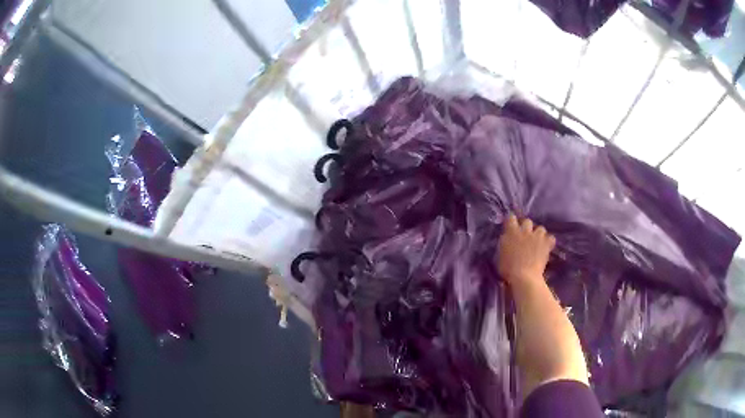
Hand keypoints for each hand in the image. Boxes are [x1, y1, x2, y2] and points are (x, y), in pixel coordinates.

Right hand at [497, 214, 554, 284]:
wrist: (524, 277)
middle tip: (525, 236)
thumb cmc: (508, 269)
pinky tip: (546, 247)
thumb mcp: (500, 254)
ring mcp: (537, 236)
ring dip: (538, 234)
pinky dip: (549, 242)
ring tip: (537, 242)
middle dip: (527, 227)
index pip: (511, 218)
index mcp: (511, 232)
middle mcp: (525, 231)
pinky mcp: (546, 244)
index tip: (511, 226)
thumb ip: (505, 242)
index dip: (512, 221)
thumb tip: (508, 237)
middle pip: (527, 221)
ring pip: (540, 228)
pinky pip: (551, 238)